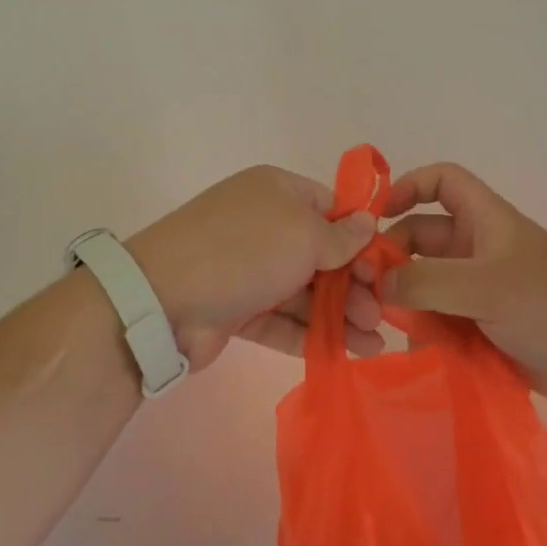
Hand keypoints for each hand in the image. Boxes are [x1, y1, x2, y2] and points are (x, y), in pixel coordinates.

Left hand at [127, 166, 386, 367]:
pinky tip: (346, 353)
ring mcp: (248, 269)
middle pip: (321, 254)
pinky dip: (312, 334)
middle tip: (381, 313)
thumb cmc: (244, 251)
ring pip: (305, 291)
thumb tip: (367, 223)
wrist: (162, 299)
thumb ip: (342, 236)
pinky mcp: (237, 308)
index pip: (330, 208)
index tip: (384, 267)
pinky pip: (282, 318)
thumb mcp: (303, 234)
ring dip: (341, 315)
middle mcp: (263, 225)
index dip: (359, 237)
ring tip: (373, 345)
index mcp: (277, 192)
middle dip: (355, 284)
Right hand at [380, 163, 546, 416]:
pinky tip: (416, 351)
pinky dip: (425, 331)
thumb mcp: (485, 288)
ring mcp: (480, 290)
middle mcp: (478, 249)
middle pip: (421, 238)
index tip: (376, 217)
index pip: (442, 181)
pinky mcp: (483, 326)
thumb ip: (425, 283)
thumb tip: (377, 285)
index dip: (409, 186)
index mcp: (485, 221)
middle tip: (367, 293)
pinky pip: (440, 320)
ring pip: (426, 284)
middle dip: (393, 260)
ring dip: (406, 302)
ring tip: (387, 328)